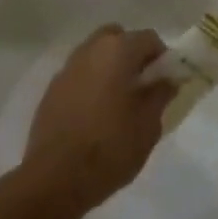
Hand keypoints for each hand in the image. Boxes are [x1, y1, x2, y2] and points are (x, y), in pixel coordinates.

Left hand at [21, 25, 175, 216]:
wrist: (54, 180)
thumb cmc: (110, 148)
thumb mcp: (148, 125)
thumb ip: (160, 95)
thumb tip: (167, 80)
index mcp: (118, 51)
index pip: (149, 39)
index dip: (162, 58)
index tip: (165, 82)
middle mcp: (90, 51)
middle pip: (117, 37)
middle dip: (131, 54)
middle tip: (141, 85)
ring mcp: (66, 70)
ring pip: (95, 55)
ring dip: (109, 68)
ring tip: (117, 102)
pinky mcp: (50, 92)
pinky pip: (78, 76)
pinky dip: (90, 84)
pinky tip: (94, 115)